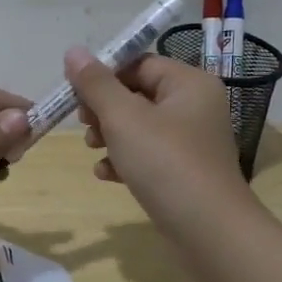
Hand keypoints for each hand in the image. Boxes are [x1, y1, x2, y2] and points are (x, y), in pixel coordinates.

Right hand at [65, 47, 248, 233]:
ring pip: (139, 126)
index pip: (139, 63)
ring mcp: (191, 141)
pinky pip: (148, 154)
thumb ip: (96, 83)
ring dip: (110, 134)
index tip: (75, 93)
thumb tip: (73, 51)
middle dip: (104, 108)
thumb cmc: (165, 163)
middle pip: (138, 93)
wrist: (208, 231)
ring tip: (92, 149)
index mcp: (189, 83)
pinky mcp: (184, 171)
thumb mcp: (123, 118)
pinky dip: (125, 159)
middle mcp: (196, 106)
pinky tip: (106, 174)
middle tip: (83, 124)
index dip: (104, 75)